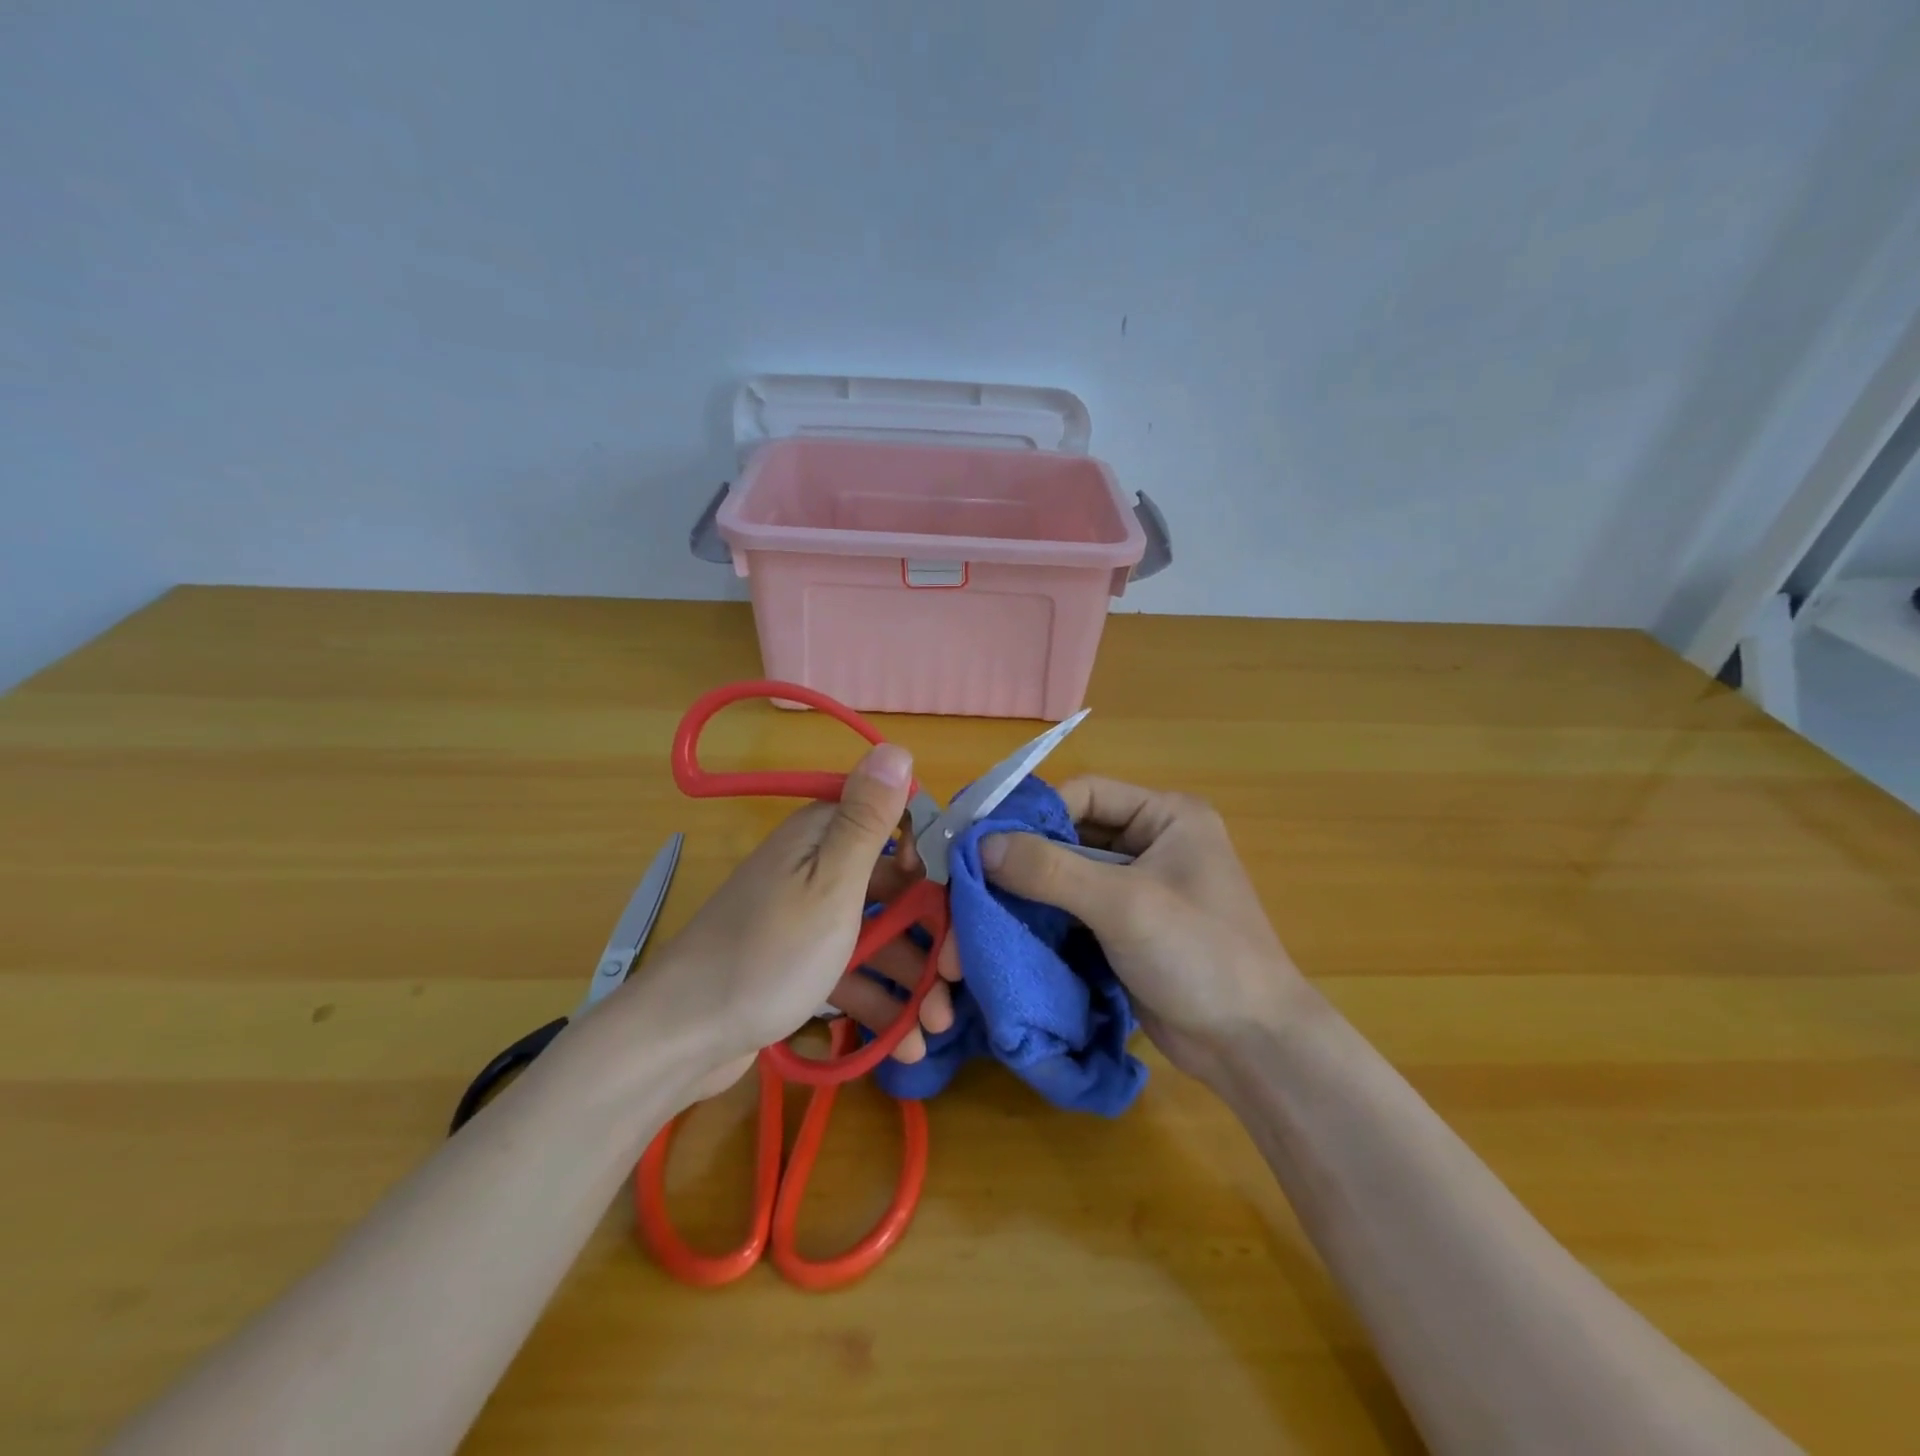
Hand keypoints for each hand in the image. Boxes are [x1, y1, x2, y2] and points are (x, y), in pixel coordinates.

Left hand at [627, 743, 959, 1093]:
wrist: (680, 1037)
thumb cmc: (767, 954)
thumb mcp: (829, 883)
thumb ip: (868, 820)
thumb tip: (897, 746)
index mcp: (824, 836)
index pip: (898, 828)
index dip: (934, 863)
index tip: (960, 906)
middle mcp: (818, 868)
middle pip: (896, 890)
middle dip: (931, 936)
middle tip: (956, 985)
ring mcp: (809, 919)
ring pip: (878, 936)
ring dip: (912, 979)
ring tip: (936, 1028)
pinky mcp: (802, 964)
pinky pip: (853, 972)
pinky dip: (879, 1001)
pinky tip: (905, 1043)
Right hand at [970, 777, 1307, 1086]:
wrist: (1250, 1046)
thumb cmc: (1200, 955)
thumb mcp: (1124, 905)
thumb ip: (1051, 870)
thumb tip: (981, 844)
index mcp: (1167, 816)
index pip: (1085, 794)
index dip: (1036, 812)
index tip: (984, 838)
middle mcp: (1152, 843)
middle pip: (1073, 834)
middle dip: (1027, 855)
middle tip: (972, 875)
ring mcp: (1140, 888)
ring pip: (1069, 874)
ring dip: (1031, 889)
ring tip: (981, 904)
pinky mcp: (1126, 929)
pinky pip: (1075, 909)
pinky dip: (1045, 917)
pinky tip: (1009, 928)